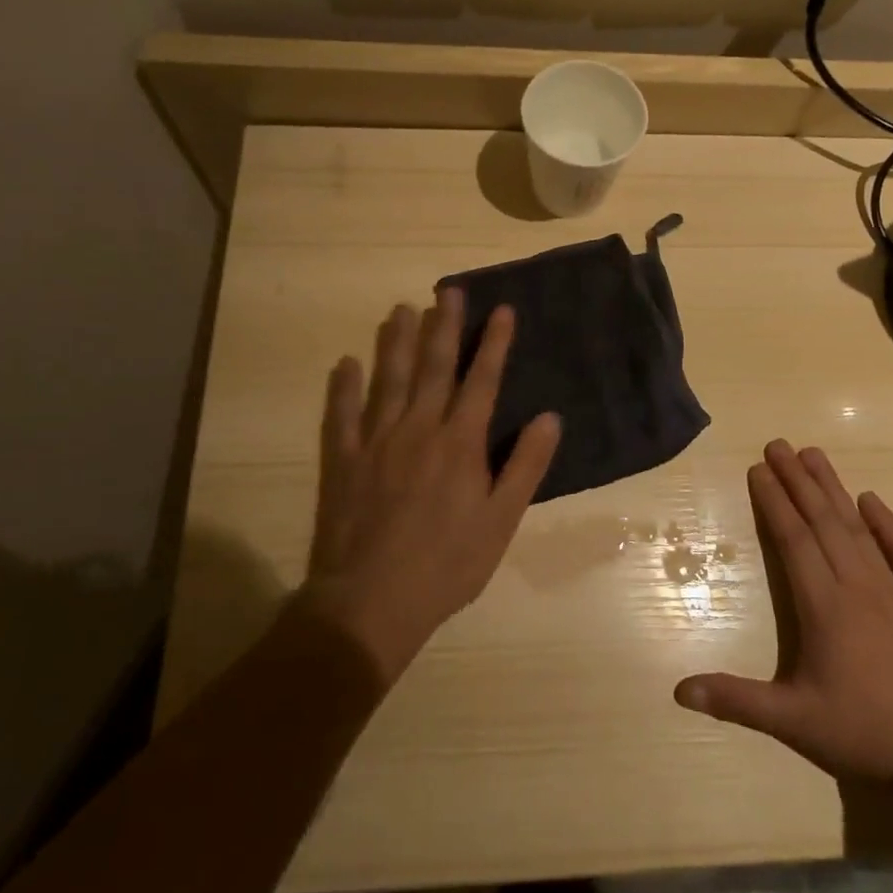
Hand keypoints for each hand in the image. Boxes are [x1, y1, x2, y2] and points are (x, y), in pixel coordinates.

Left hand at [305, 289, 561, 684]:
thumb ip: (525, 466)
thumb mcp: (501, 521)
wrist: (373, 601)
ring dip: (396, 342)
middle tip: (448, 290)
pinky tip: (346, 363)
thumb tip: (550, 417)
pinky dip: (344, 387)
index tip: (502, 309)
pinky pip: (342, 415)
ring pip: (389, 379)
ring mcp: (377, 441)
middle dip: (444, 326)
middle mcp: (419, 428)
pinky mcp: (344, 460)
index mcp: (460, 442)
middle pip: (434, 367)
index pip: (482, 380)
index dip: (494, 343)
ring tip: (401, 309)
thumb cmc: (447, 564)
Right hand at [674, 440, 892, 785]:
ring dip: (832, 488)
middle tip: (777, 444)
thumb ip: (735, 699)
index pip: (793, 539)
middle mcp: (856, 585)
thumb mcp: (791, 721)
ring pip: (857, 527)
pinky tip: (871, 499)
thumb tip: (678, 690)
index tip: (758, 469)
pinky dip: (888, 523)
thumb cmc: (860, 734)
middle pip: (821, 521)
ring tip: (813, 453)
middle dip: (796, 479)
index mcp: (823, 606)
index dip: (774, 502)